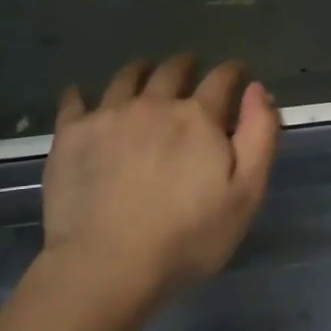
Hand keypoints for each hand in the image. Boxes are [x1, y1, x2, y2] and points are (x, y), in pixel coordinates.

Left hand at [41, 55, 279, 306]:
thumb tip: (257, 89)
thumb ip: (259, 136)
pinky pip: (74, 100)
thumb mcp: (246, 194)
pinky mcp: (71, 134)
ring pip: (126, 77)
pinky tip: (81, 96)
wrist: (107, 264)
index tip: (238, 72)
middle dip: (185, 65)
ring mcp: (108, 115)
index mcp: (198, 117)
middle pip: (172, 70)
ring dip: (140, 70)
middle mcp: (153, 104)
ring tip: (143, 72)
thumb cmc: (187, 237)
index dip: (233, 72)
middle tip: (189, 67)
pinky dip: (81, 93)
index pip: (222, 79)